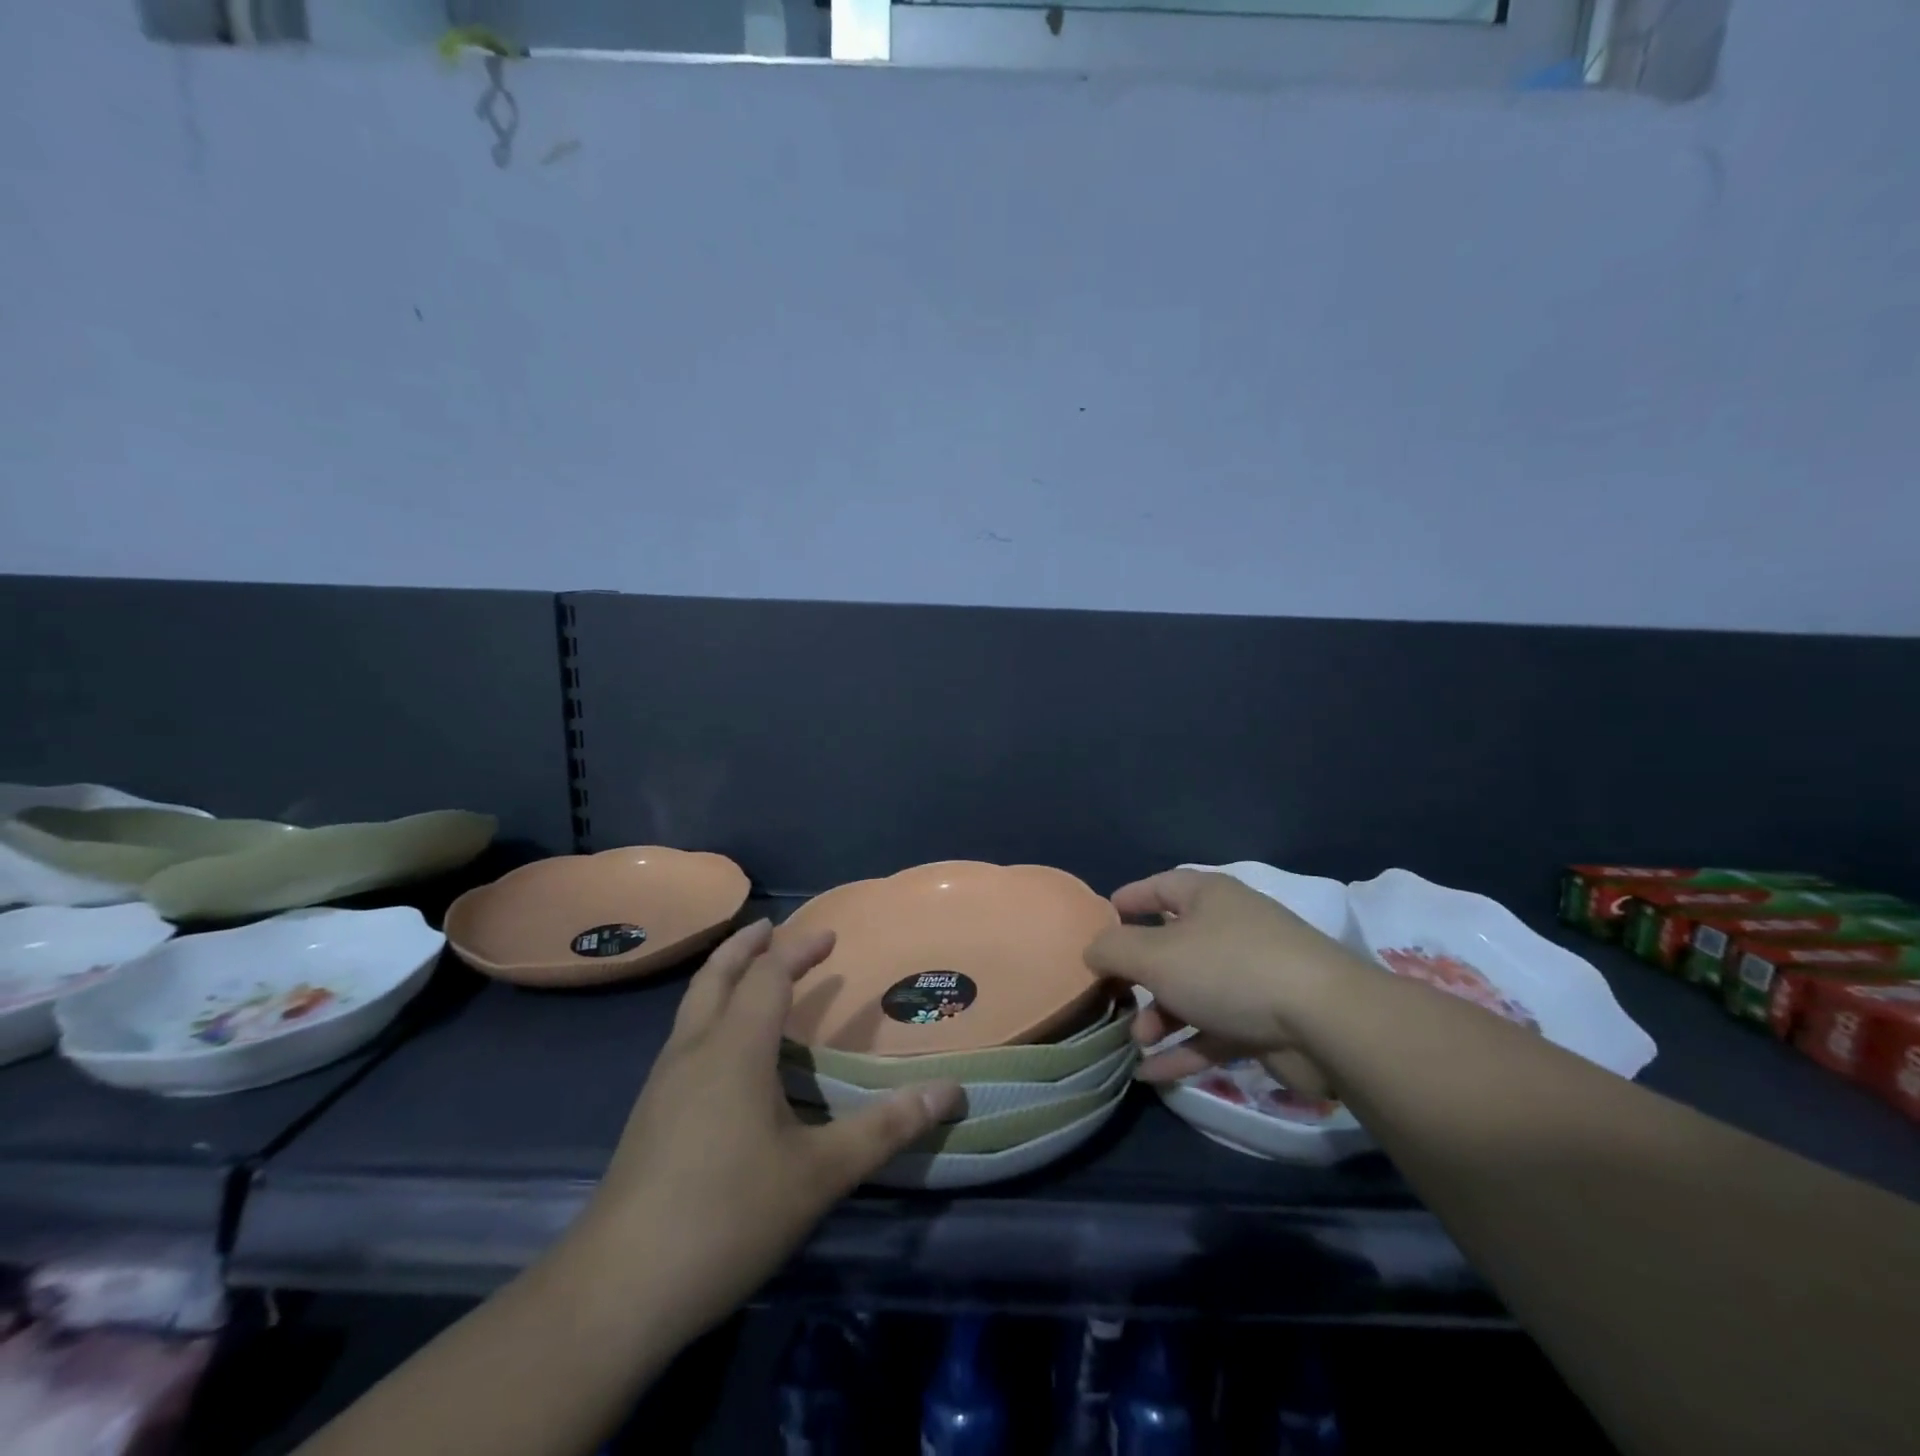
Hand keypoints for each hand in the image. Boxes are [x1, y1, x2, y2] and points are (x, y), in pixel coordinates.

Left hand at [572, 920, 961, 1341]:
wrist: (617, 1291)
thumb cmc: (727, 1216)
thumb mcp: (819, 1174)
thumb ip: (885, 1128)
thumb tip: (951, 1092)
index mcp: (734, 1049)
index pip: (769, 976)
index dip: (799, 950)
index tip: (830, 936)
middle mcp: (693, 1050)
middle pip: (716, 976)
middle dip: (747, 946)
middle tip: (772, 928)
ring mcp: (662, 1082)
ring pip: (693, 1006)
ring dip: (724, 978)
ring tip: (751, 977)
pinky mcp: (648, 1115)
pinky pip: (684, 1037)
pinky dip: (710, 1014)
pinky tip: (725, 1052)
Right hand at [1084, 869, 1363, 1097]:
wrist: (1325, 1023)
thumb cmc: (1228, 969)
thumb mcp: (1155, 955)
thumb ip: (1114, 950)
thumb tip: (1091, 949)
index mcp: (1208, 898)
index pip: (1161, 887)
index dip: (1130, 898)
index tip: (1104, 917)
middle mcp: (1230, 930)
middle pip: (1173, 946)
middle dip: (1139, 975)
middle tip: (1113, 996)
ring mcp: (1251, 977)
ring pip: (1192, 993)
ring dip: (1160, 1017)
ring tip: (1134, 1043)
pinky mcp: (1266, 1021)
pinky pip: (1214, 1031)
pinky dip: (1184, 1048)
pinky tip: (1151, 1074)